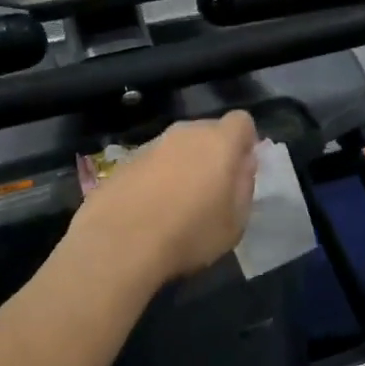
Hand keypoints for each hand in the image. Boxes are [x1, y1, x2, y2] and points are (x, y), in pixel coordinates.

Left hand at [70, 111, 259, 282]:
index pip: (242, 121)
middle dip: (214, 154)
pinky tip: (150, 210)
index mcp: (219, 142)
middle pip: (208, 132)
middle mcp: (185, 134)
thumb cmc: (190, 234)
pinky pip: (152, 163)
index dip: (245, 142)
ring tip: (178, 204)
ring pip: (177, 147)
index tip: (241, 169)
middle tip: (212, 190)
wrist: (119, 244)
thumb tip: (242, 165)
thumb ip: (244, 186)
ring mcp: (151, 145)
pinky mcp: (124, 162)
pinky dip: (156, 178)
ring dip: (183, 166)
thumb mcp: (236, 222)